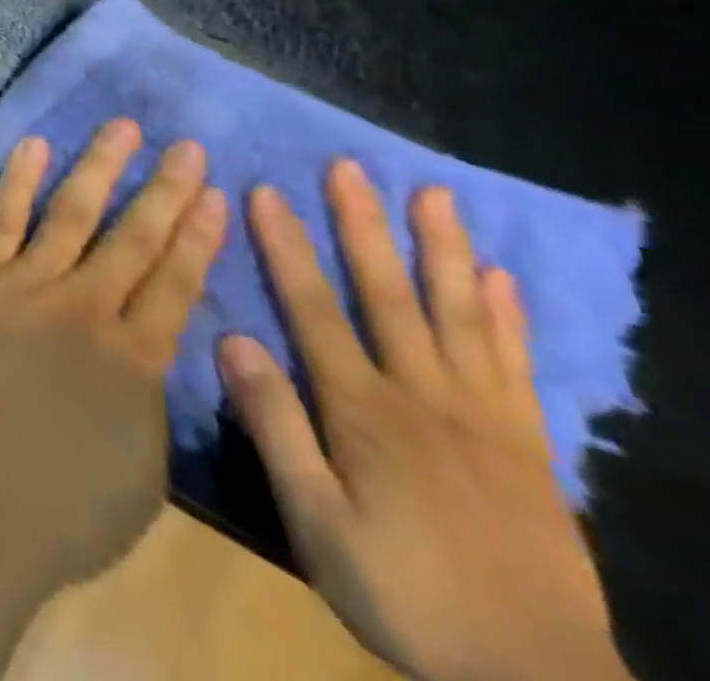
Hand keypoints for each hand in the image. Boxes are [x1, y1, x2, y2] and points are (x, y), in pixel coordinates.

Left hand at [0, 120, 227, 604]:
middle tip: (188, 147)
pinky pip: (1, 219)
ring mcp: (28, 286)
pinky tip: (34, 146)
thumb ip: (148, 402)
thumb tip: (149, 353)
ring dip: (101, 167)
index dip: (199, 235)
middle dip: (165, 189)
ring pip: (73, 213)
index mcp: (138, 360)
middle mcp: (88, 309)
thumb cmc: (59, 511)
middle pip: (135, 237)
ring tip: (124, 128)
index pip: (178, 282)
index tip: (216, 194)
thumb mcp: (141, 473)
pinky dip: (18, 180)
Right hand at [222, 162, 633, 680]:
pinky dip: (506, 318)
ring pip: (458, 316)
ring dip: (442, 250)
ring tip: (433, 195)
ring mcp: (484, 417)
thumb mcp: (316, 522)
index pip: (313, 308)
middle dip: (364, 226)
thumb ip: (276, 428)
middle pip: (388, 295)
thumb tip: (234, 341)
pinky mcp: (528, 446)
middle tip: (350, 167)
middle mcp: (423, 396)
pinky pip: (515, 367)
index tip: (267, 192)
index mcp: (363, 410)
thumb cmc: (404, 594)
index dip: (287, 247)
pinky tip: (499, 278)